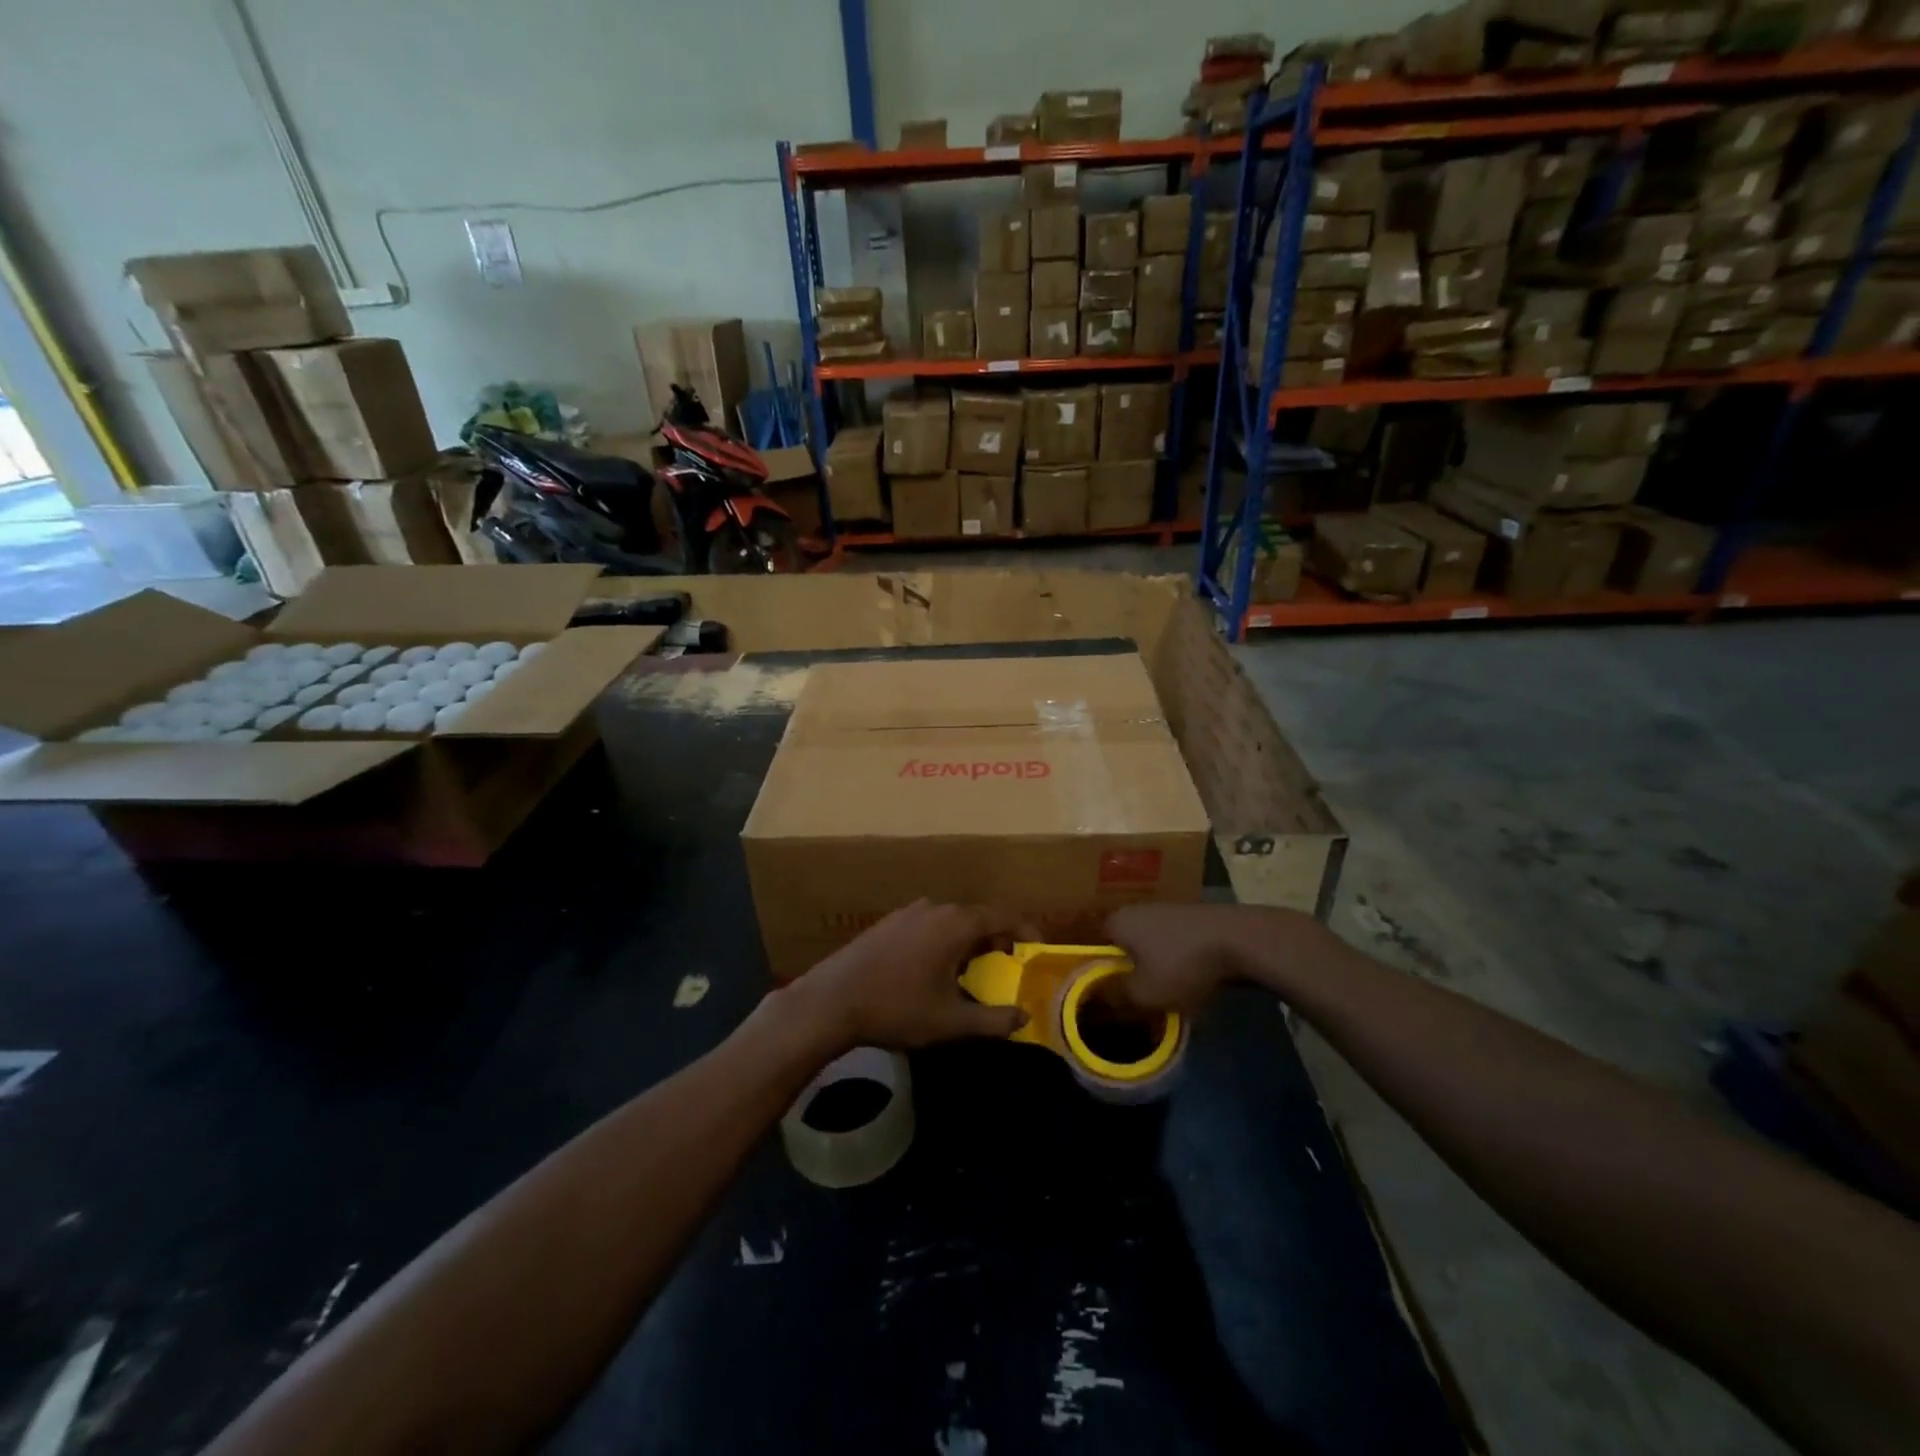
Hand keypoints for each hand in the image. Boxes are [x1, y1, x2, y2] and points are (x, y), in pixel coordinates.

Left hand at [785, 900, 1031, 1053]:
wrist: (832, 1001)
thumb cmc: (896, 1008)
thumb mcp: (950, 1022)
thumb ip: (993, 1020)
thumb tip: (1024, 1017)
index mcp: (956, 923)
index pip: (1004, 915)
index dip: (1027, 930)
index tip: (1039, 949)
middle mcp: (935, 908)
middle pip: (978, 916)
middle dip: (998, 939)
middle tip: (1008, 967)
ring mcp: (909, 912)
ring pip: (952, 921)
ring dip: (969, 941)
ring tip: (973, 971)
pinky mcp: (889, 922)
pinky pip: (930, 925)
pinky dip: (945, 940)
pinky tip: (935, 970)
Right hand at [1105, 904, 1256, 1014]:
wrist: (1240, 940)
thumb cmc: (1181, 964)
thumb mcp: (1143, 993)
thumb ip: (1115, 996)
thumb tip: (1097, 998)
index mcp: (1116, 922)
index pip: (1092, 949)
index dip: (1095, 975)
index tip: (1105, 998)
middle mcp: (1135, 910)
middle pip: (1121, 948)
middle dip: (1127, 973)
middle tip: (1135, 1001)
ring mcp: (1165, 911)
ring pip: (1148, 948)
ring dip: (1153, 970)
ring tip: (1164, 997)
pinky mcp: (1190, 919)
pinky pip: (1171, 946)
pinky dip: (1175, 963)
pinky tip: (1187, 982)